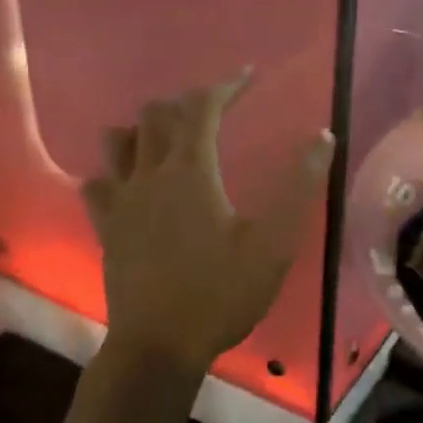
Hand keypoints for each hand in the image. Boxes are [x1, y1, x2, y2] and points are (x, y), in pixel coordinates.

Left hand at [84, 71, 334, 374]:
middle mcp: (149, 175)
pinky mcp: (106, 228)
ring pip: (118, 142)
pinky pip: (99, 184)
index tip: (248, 76)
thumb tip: (323, 137)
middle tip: (216, 110)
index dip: (225, 85)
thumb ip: (300, 186)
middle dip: (187, 103)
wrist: (160, 346)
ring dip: (144, 129)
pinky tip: (131, 184)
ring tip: (170, 138)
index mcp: (190, 171)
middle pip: (156, 116)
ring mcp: (121, 202)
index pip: (201, 108)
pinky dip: (115, 171)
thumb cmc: (222, 293)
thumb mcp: (274, 243)